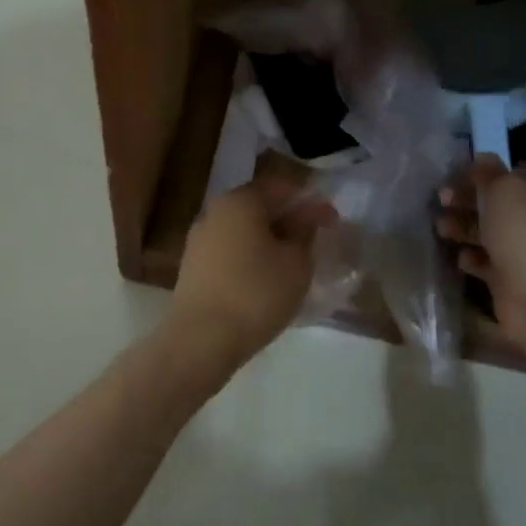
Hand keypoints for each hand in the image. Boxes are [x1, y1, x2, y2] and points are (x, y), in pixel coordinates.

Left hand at [169, 174, 329, 367]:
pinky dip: (252, 257)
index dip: (310, 200)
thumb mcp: (297, 263)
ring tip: (294, 263)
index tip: (331, 221)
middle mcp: (215, 212)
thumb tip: (305, 217)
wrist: (201, 340)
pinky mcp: (194, 267)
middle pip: (260, 206)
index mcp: (240, 201)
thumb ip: (305, 232)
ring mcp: (199, 240)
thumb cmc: (256, 294)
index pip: (281, 186)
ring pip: (244, 230)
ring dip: (270, 240)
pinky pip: (231, 251)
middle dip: (289, 220)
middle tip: (315, 242)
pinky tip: (267, 279)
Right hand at [436, 157, 525, 346]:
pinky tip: (460, 257)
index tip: (451, 177)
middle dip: (465, 201)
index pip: (508, 174)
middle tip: (440, 201)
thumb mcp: (504, 189)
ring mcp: (524, 250)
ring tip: (441, 228)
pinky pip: (484, 262)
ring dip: (462, 228)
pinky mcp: (510, 278)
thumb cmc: (524, 233)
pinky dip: (471, 258)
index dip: (480, 174)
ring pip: (486, 232)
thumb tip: (480, 158)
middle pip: (494, 204)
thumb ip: (487, 172)